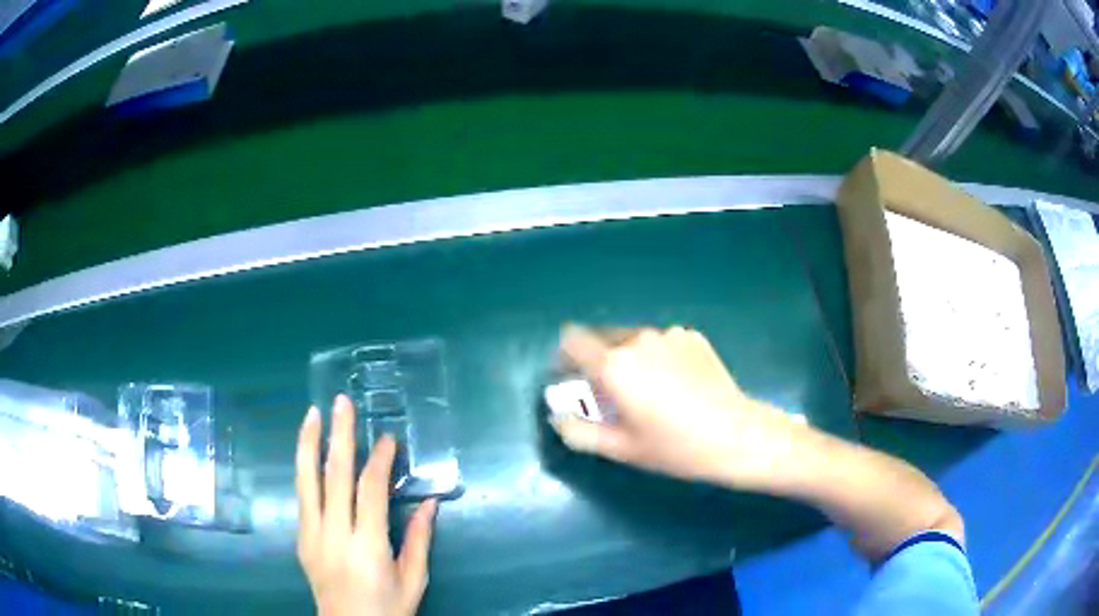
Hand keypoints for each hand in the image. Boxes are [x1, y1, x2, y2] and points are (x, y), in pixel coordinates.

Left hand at [296, 395, 437, 615]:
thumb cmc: (388, 608)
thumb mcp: (413, 580)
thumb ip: (419, 539)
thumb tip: (430, 502)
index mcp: (367, 546)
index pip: (370, 490)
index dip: (379, 459)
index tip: (388, 438)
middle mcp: (334, 534)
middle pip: (333, 476)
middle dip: (339, 435)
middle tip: (342, 403)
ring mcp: (311, 535)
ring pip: (306, 481)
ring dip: (309, 444)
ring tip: (313, 414)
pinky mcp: (300, 539)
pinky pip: (302, 496)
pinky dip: (304, 469)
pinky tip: (309, 452)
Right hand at [551, 325, 808, 491]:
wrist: (736, 435)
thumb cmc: (674, 447)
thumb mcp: (621, 448)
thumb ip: (578, 431)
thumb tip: (557, 417)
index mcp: (614, 365)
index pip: (572, 341)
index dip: (565, 357)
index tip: (571, 378)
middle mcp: (638, 339)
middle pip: (602, 340)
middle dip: (599, 363)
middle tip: (613, 397)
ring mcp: (668, 334)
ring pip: (633, 341)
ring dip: (630, 359)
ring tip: (650, 392)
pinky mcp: (692, 336)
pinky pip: (661, 342)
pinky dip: (658, 357)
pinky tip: (678, 385)